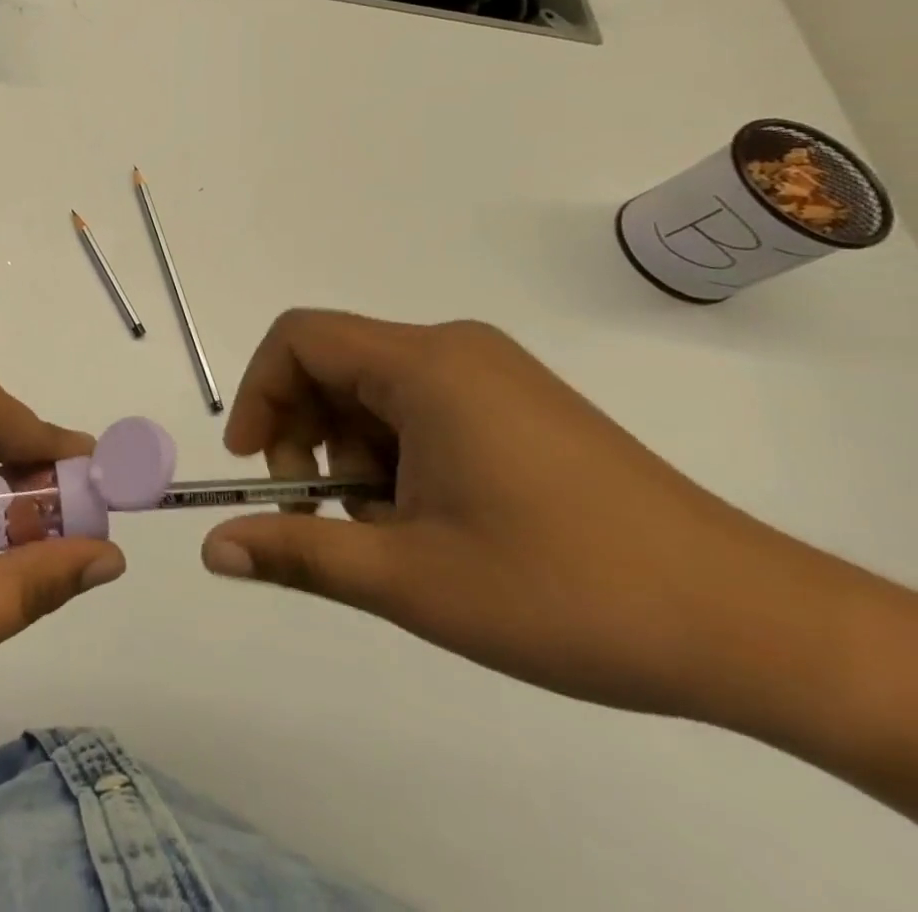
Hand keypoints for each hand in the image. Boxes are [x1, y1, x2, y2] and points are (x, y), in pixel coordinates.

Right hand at [199, 310, 813, 720]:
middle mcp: (455, 351)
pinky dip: (396, 456)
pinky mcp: (518, 406)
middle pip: (333, 364)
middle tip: (319, 512)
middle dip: (304, 435)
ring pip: (375, 392)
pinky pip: (420, 408)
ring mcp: (492, 376)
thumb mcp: (411, 579)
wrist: (758, 631)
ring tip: (385, 531)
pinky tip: (428, 521)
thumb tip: (212, 550)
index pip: (299, 339)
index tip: (255, 466)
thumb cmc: (567, 591)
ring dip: (352, 454)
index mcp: (425, 366)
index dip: (259, 394)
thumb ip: (298, 554)